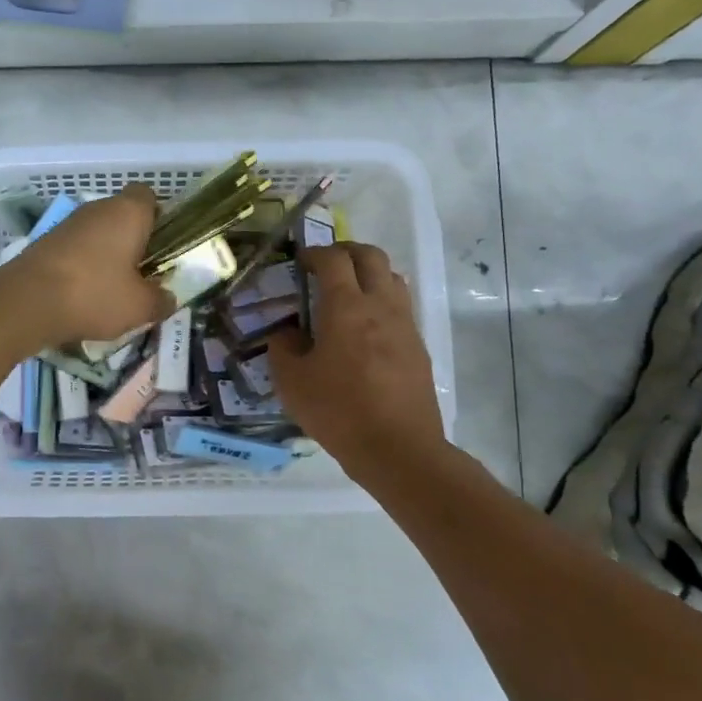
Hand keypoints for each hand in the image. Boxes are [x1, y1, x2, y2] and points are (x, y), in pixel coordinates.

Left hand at [0, 185, 171, 348]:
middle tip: (142, 274)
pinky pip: (75, 249)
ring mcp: (68, 223)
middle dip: (133, 241)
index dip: (158, 217)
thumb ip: (161, 300)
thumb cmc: (95, 294)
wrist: (26, 302)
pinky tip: (84, 295)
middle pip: (122, 215)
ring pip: (97, 233)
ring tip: (113, 290)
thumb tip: (168, 298)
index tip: (163, 246)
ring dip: (106, 255)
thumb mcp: (141, 307)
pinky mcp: (45, 242)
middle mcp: (97, 208)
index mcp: (128, 212)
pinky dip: (82, 266)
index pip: (149, 196)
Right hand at [268, 243, 447, 474]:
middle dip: (347, 251)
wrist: (398, 449)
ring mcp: (405, 325)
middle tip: (326, 263)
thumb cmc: (338, 411)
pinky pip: (401, 307)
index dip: (315, 253)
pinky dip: (382, 301)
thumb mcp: (292, 382)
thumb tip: (287, 332)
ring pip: (392, 278)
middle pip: (371, 256)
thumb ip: (283, 348)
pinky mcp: (418, 347)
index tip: (300, 261)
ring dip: (370, 273)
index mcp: (346, 307)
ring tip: (349, 291)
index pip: (334, 260)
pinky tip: (365, 328)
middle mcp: (380, 306)